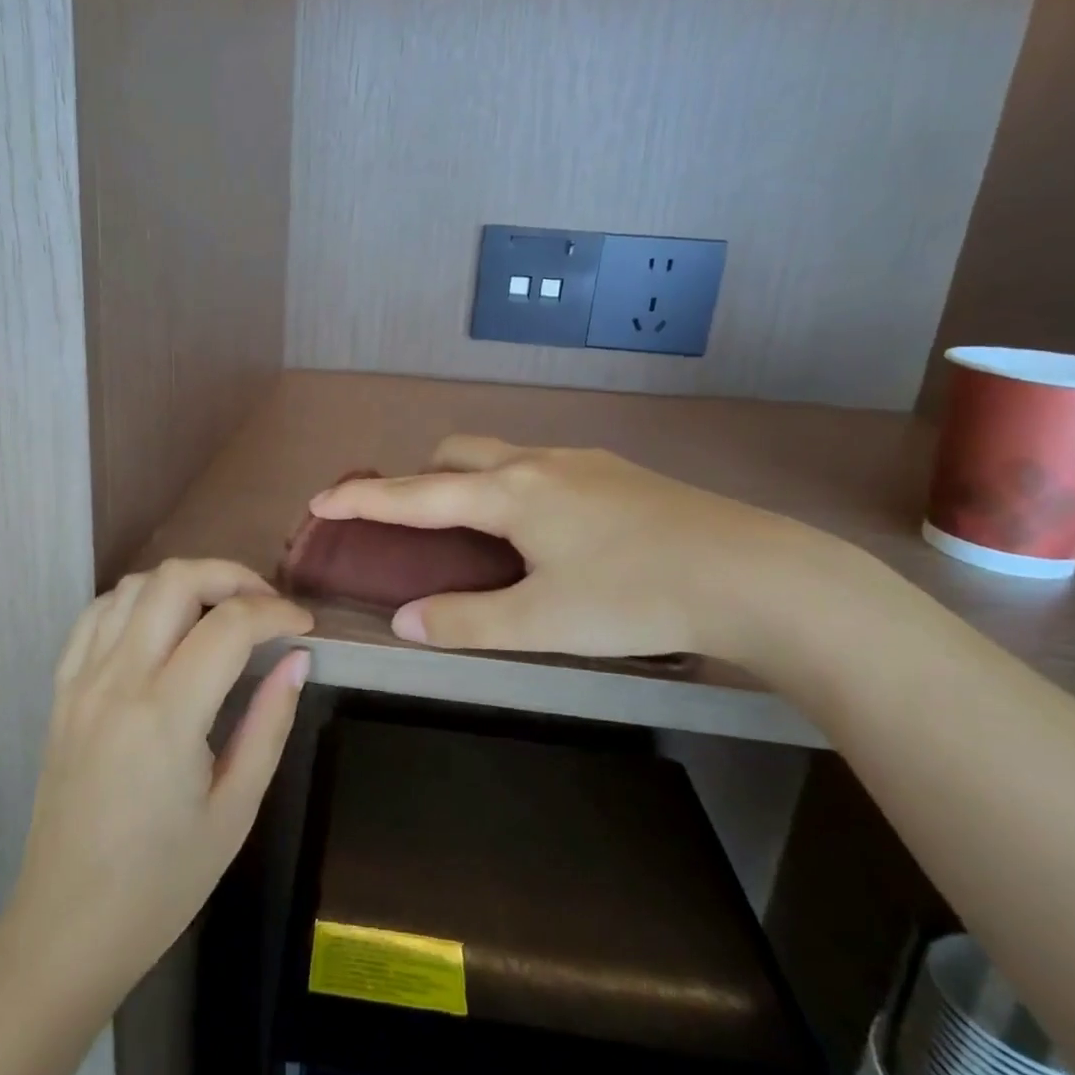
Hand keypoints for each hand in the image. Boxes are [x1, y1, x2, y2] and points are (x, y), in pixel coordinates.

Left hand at [8, 559, 312, 1004]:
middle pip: (176, 580)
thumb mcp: (235, 810)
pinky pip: (96, 615)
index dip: (277, 612)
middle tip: (266, 607)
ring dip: (185, 583)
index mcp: (166, 715)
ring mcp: (81, 681)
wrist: (66, 927)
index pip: (230, 625)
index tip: (304, 627)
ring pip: (133, 586)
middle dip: (232, 576)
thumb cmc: (162, 883)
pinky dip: (137, 601)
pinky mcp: (61, 690)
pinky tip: (162, 625)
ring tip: (220, 613)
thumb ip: (269, 723)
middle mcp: (118, 680)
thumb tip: (297, 660)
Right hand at [309, 435, 836, 667]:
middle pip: (455, 453)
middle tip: (413, 524)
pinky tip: (543, 532)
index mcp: (510, 493)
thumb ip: (468, 621)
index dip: (363, 499)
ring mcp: (580, 462)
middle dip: (420, 479)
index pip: (416, 494)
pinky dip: (511, 487)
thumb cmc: (637, 596)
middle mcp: (537, 463)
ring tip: (476, 532)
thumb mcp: (544, 621)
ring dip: (469, 481)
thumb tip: (406, 621)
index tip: (319, 500)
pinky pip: (539, 467)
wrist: (755, 574)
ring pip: (500, 456)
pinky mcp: (615, 472)